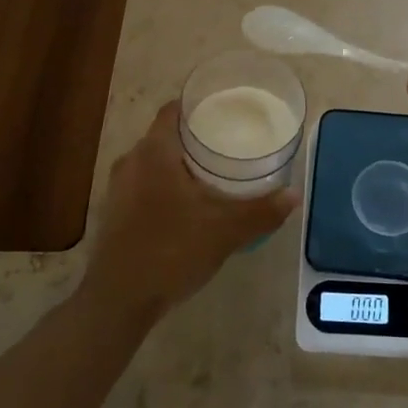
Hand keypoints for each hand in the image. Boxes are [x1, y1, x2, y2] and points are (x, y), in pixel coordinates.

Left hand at [80, 102, 297, 318]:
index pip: (174, 110)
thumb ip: (261, 211)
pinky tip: (187, 206)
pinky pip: (143, 185)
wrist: (118, 301)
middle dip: (195, 137)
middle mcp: (131, 161)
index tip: (225, 111)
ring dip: (179, 164)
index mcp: (154, 152)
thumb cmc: (171, 251)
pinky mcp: (114, 213)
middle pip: (165, 135)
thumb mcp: (225, 231)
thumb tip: (294, 195)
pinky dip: (165, 186)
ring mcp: (117, 188)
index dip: (199, 106)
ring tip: (212, 174)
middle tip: (228, 143)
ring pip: (153, 162)